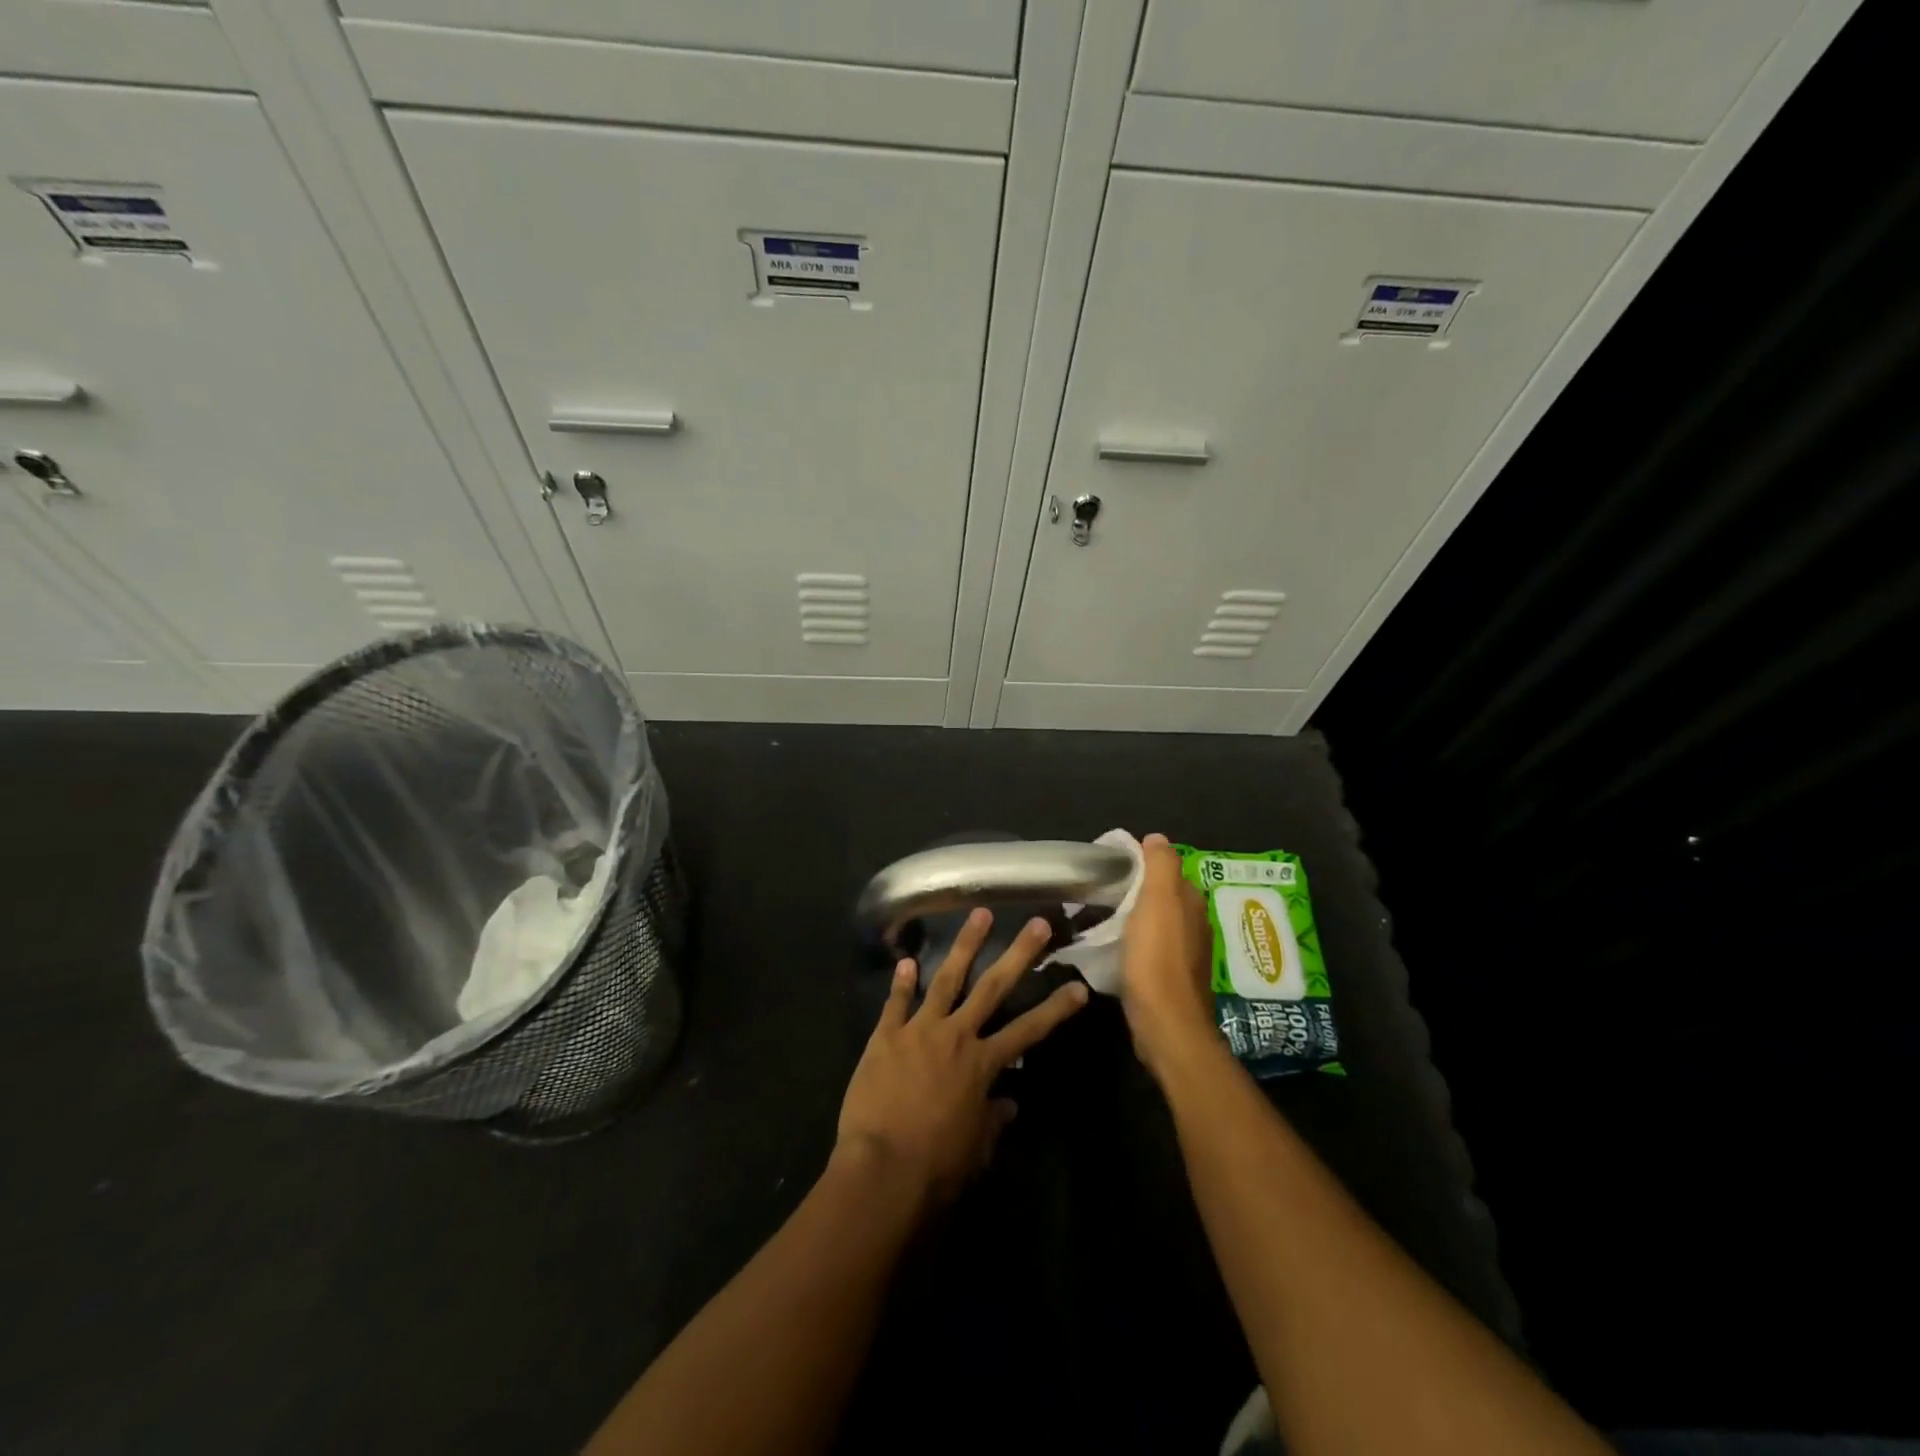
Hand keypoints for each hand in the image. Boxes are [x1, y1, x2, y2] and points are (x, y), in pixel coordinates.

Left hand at [835, 909, 1088, 1209]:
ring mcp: (919, 1030)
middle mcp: (956, 1035)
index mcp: (982, 1064)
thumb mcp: (977, 1149)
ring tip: (980, 914)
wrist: (882, 1170)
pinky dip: (901, 982)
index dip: (1056, 1009)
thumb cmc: (936, 1167)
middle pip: (993, 987)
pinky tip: (905, 961)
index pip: (1029, 1030)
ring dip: (964, 945)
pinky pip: (896, 1003)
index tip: (1080, 986)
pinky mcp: (886, 1036)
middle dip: (1018, 953)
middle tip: (1037, 923)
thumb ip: (993, 1119)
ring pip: (946, 979)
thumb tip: (1009, 1102)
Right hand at [1120, 833, 1221, 1080]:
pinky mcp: (1173, 979)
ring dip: (1136, 918)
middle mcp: (1196, 925)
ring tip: (1104, 918)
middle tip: (1102, 893)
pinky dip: (1137, 943)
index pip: (1168, 871)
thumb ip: (1160, 866)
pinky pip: (1153, 949)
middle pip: (1163, 897)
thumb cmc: (1157, 958)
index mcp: (1192, 903)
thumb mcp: (1158, 902)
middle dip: (1138, 892)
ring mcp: (1186, 954)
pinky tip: (1118, 949)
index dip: (1142, 865)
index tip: (1111, 868)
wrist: (1165, 1023)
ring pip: (1158, 924)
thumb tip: (1157, 838)